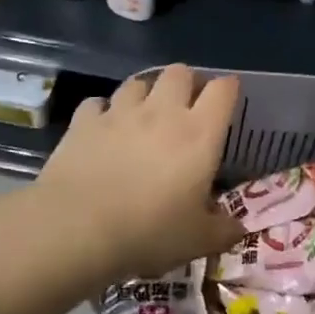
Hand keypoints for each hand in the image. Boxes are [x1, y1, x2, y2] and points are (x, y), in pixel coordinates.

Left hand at [34, 64, 241, 279]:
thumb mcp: (198, 242)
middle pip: (180, 72)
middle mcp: (162, 112)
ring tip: (144, 115)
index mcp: (199, 133)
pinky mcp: (84, 122)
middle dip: (186, 83)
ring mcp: (120, 112)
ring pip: (138, 82)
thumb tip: (237, 228)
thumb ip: (223, 231)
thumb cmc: (149, 232)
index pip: (223, 90)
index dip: (229, 89)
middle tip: (186, 107)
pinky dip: (103, 112)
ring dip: (145, 94)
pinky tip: (103, 129)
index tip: (229, 100)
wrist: (77, 229)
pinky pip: (97, 103)